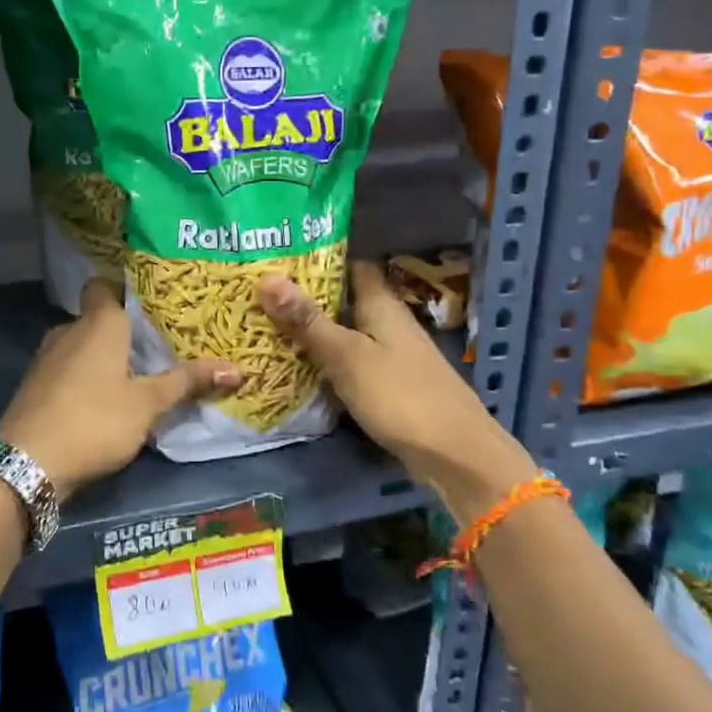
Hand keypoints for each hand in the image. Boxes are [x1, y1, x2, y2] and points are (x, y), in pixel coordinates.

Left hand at [0, 279, 240, 495]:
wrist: (27, 463)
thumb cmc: (95, 420)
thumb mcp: (148, 404)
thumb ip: (187, 382)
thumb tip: (238, 369)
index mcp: (98, 323)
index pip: (105, 285)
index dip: (125, 290)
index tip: (152, 303)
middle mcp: (68, 331)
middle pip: (98, 319)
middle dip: (124, 332)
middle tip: (158, 345)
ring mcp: (46, 359)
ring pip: (82, 347)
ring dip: (104, 359)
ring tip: (137, 375)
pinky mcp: (35, 387)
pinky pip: (68, 371)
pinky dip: (85, 379)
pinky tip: (104, 402)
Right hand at [258, 262, 537, 514]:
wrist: (454, 455)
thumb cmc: (399, 395)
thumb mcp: (346, 355)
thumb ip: (307, 320)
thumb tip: (266, 277)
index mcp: (381, 304)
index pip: (351, 265)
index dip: (318, 258)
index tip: (278, 256)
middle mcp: (387, 322)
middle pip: (344, 299)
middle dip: (305, 296)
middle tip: (257, 292)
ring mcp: (389, 355)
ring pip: (345, 332)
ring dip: (312, 330)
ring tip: (264, 324)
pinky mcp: (387, 385)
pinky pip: (349, 362)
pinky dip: (324, 360)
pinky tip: (295, 366)